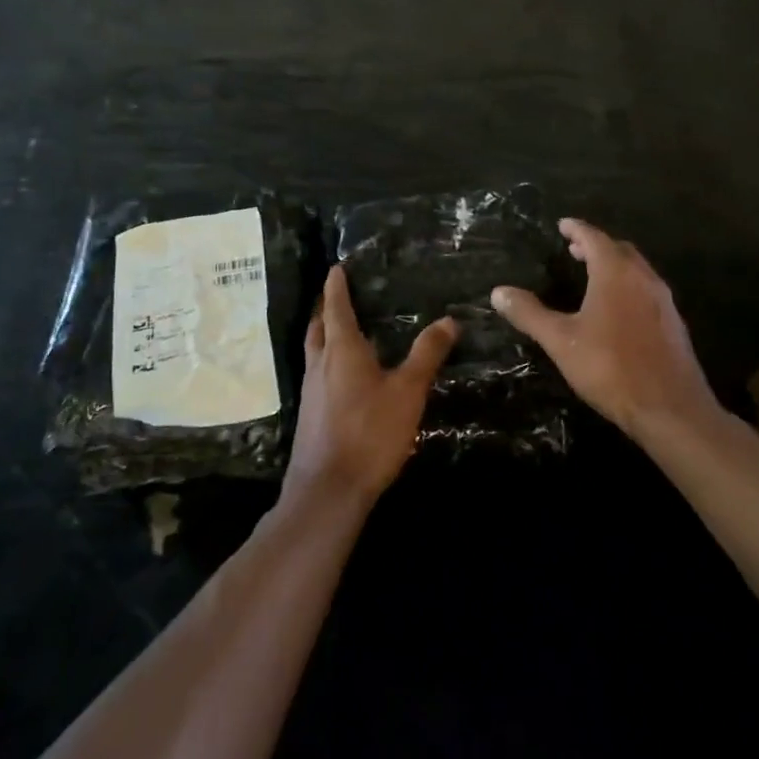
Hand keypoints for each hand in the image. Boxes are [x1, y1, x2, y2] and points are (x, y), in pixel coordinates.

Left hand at [283, 265, 456, 508]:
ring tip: (343, 331)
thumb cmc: (369, 432)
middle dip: (325, 309)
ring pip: (315, 352)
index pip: (335, 307)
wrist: (328, 490)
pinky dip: (328, 362)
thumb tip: (448, 320)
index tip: (336, 268)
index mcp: (341, 350)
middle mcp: (320, 364)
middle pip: (317, 327)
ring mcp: (311, 391)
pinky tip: (345, 377)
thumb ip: (426, 354)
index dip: (336, 286)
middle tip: (338, 296)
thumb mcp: (408, 391)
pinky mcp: (311, 415)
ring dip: (324, 336)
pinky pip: (318, 375)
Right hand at [492, 218, 718, 441]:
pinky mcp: (673, 323)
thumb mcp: (561, 341)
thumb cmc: (610, 367)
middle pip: (619, 249)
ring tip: (593, 276)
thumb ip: (530, 314)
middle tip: (575, 250)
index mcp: (615, 273)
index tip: (563, 224)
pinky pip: (647, 290)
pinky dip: (629, 286)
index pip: (594, 237)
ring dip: (615, 265)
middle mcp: (643, 278)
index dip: (576, 229)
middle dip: (596, 245)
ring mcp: (663, 301)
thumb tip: (499, 292)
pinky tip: (618, 309)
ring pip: (637, 270)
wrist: (670, 408)